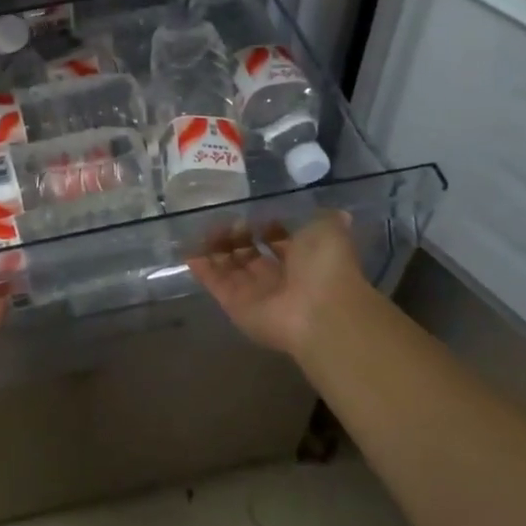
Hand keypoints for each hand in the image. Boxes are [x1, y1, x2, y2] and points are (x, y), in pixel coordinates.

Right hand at [189, 211, 374, 357]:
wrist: (319, 312)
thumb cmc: (325, 267)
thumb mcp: (330, 232)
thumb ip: (326, 220)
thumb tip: (337, 213)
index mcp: (303, 260)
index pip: (278, 242)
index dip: (266, 227)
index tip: (254, 213)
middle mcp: (278, 278)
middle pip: (250, 254)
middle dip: (237, 235)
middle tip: (226, 219)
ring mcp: (254, 293)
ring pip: (229, 267)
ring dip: (217, 247)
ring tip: (207, 228)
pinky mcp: (233, 304)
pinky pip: (213, 282)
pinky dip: (201, 267)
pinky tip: (188, 250)